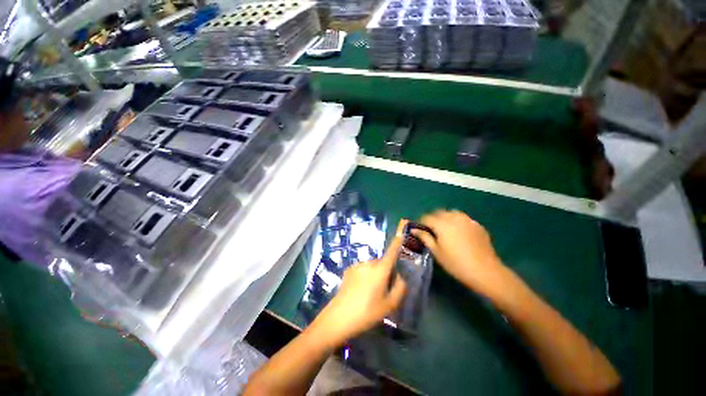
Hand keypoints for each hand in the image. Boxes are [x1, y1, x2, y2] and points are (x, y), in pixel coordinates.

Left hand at [310, 220, 407, 347]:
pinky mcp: (348, 270)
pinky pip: (362, 270)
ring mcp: (357, 265)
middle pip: (381, 263)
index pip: (391, 253)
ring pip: (371, 267)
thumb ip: (399, 289)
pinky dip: (364, 276)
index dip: (396, 243)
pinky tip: (359, 291)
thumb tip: (400, 278)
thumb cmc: (367, 313)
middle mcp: (368, 263)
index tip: (400, 234)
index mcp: (380, 270)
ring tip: (369, 293)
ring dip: (374, 274)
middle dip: (385, 272)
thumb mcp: (389, 305)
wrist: (338, 318)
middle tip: (383, 290)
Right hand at [412, 210, 506, 294]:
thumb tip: (414, 229)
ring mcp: (467, 220)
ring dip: (445, 218)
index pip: (427, 217)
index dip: (421, 222)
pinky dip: (457, 221)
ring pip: (452, 213)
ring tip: (444, 229)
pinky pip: (463, 218)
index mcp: (442, 224)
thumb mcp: (436, 251)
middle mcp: (454, 218)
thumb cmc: (456, 263)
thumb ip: (425, 237)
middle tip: (431, 229)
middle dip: (433, 218)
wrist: (485, 271)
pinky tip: (459, 232)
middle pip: (439, 212)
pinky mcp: (477, 225)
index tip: (419, 229)